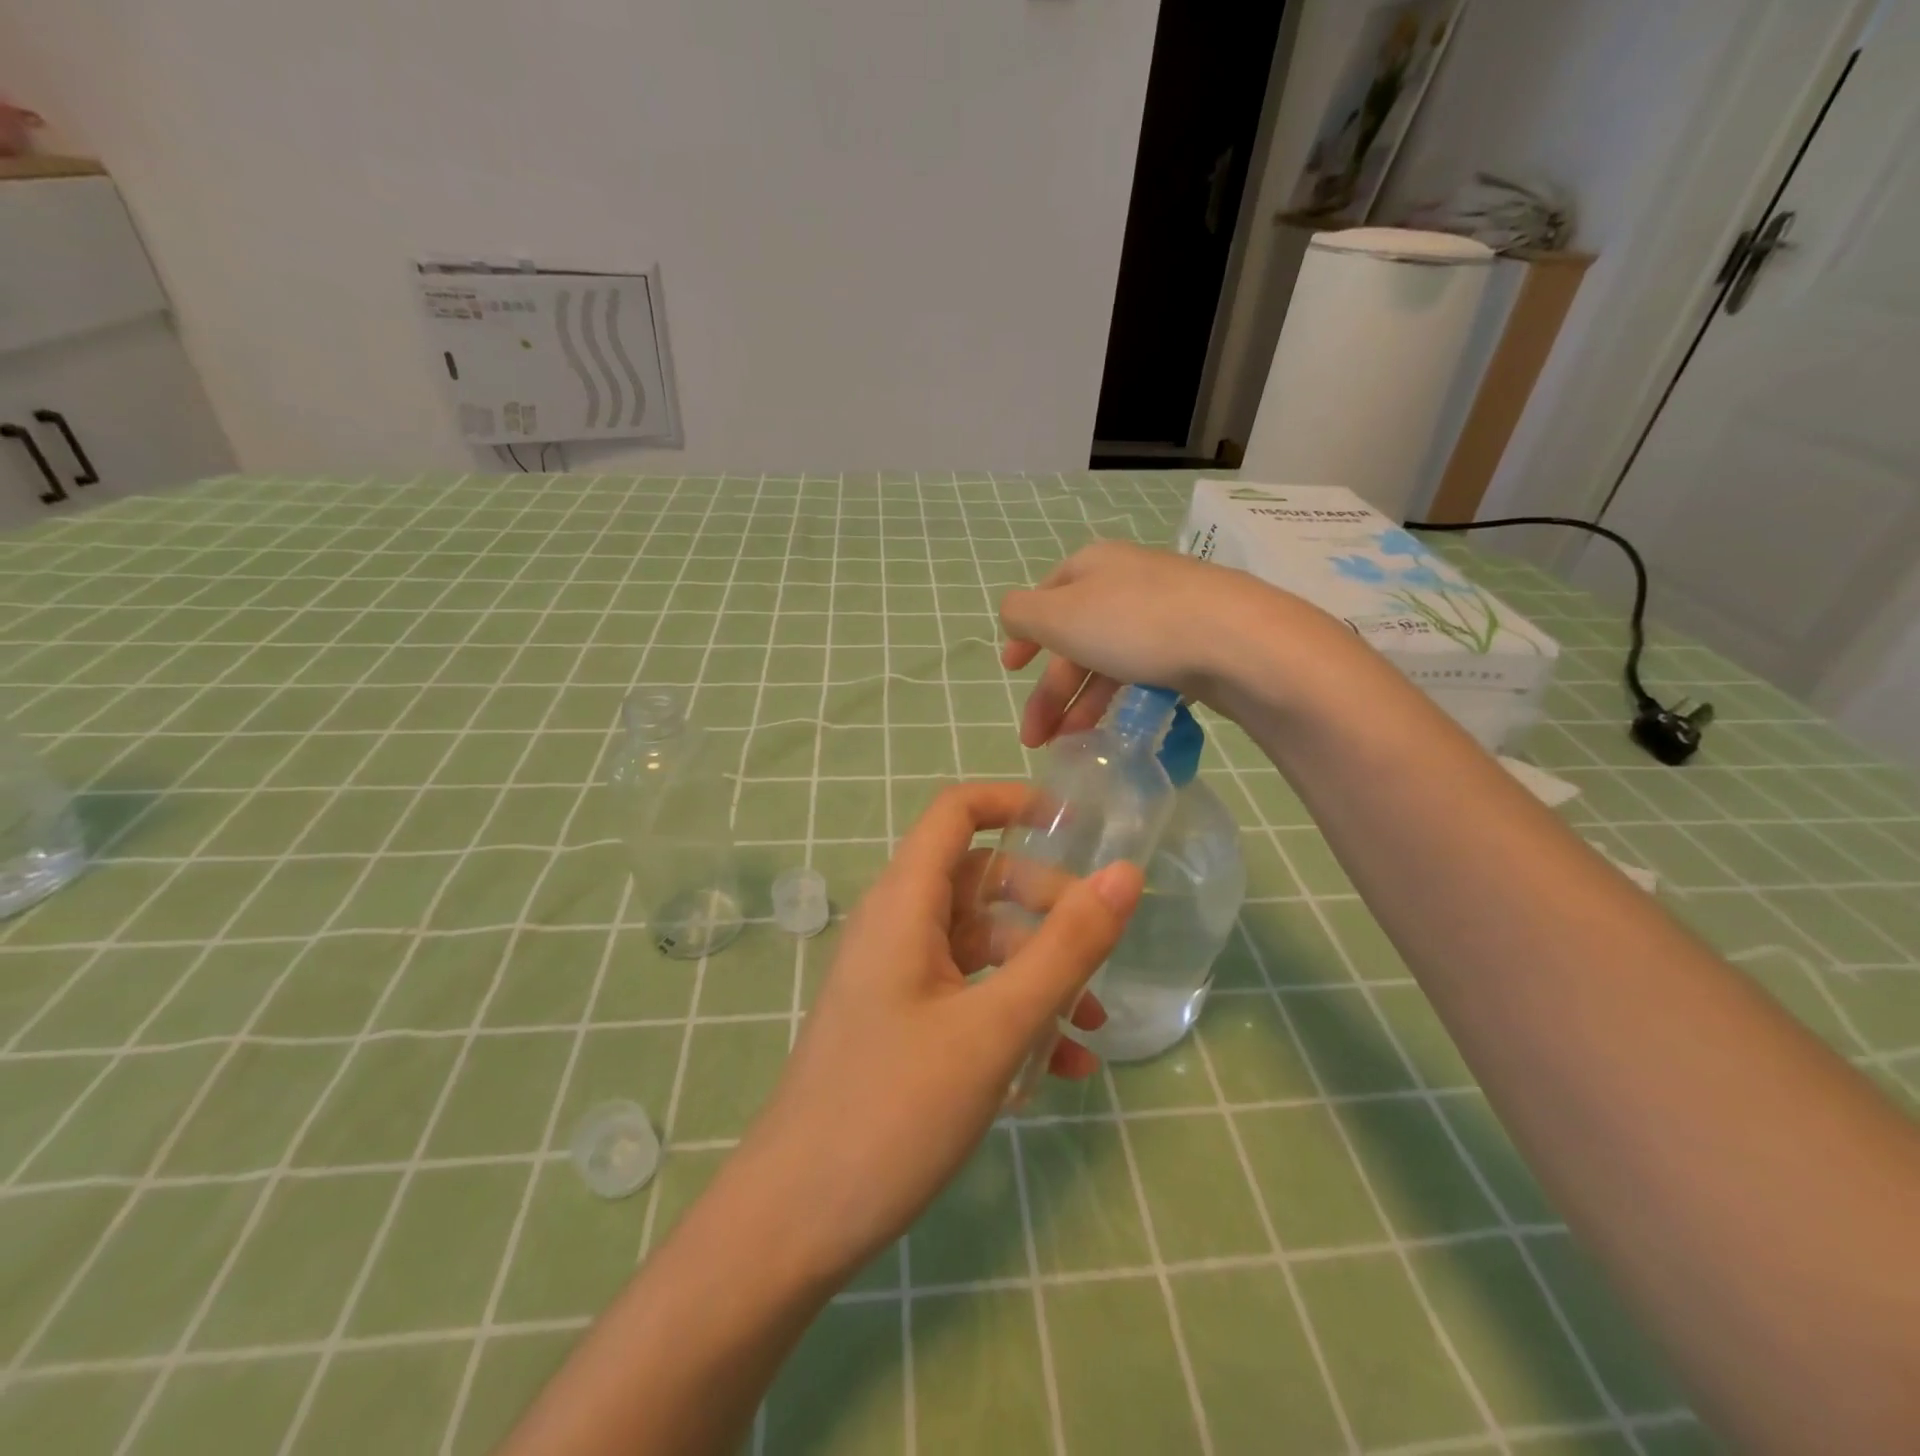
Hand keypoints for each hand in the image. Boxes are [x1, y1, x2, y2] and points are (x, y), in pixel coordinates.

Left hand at [729, 782, 1141, 1284]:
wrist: (795, 1221)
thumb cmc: (893, 1110)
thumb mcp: (995, 1027)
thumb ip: (1065, 949)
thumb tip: (1125, 874)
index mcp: (904, 903)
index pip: (955, 812)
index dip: (1013, 802)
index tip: (1077, 825)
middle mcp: (897, 926)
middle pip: (981, 881)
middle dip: (1046, 906)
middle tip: (1100, 951)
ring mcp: (897, 976)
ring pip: (981, 945)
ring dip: (1039, 972)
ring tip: (1092, 1028)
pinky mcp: (901, 1022)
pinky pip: (968, 993)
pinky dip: (1014, 1012)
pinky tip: (1060, 1068)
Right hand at [997, 540, 1281, 746]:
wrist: (1238, 642)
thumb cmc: (1135, 624)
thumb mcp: (1059, 616)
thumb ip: (1022, 615)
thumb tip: (1014, 618)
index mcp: (1093, 566)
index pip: (1046, 596)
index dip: (1025, 635)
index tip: (1010, 672)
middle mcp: (1128, 581)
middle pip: (1076, 638)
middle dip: (1051, 691)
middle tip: (1035, 738)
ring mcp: (1166, 610)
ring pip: (1110, 659)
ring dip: (1083, 704)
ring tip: (1072, 746)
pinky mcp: (1197, 642)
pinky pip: (1145, 671)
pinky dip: (1123, 700)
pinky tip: (1119, 728)